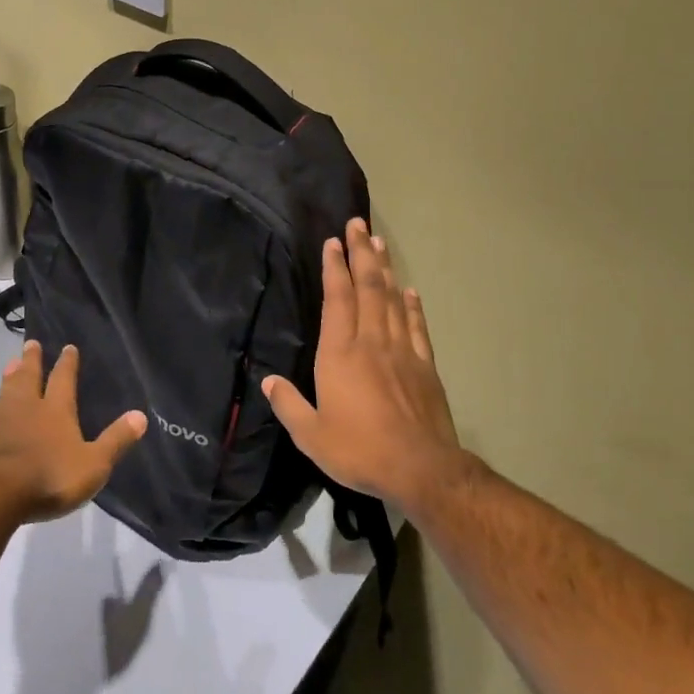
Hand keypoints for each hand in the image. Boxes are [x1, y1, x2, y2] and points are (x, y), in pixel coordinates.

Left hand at [0, 342, 147, 522]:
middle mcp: (25, 407)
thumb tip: (141, 416)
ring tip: (10, 365)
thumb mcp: (92, 464)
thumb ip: (115, 440)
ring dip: (10, 376)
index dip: (67, 363)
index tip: (67, 346)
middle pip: (29, 376)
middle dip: (32, 360)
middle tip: (31, 343)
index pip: (63, 379)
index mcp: (55, 410)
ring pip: (5, 391)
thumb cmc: (47, 477)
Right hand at [262, 219, 459, 507]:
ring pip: (392, 298)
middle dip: (361, 252)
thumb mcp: (311, 435)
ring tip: (379, 242)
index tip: (332, 242)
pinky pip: (417, 326)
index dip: (334, 267)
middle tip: (358, 224)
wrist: (421, 469)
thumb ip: (288, 405)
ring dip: (385, 268)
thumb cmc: (359, 450)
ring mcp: (402, 351)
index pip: (337, 298)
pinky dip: (412, 305)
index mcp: (340, 353)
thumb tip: (268, 382)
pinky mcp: (425, 366)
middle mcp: (371, 341)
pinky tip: (410, 290)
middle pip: (368, 287)